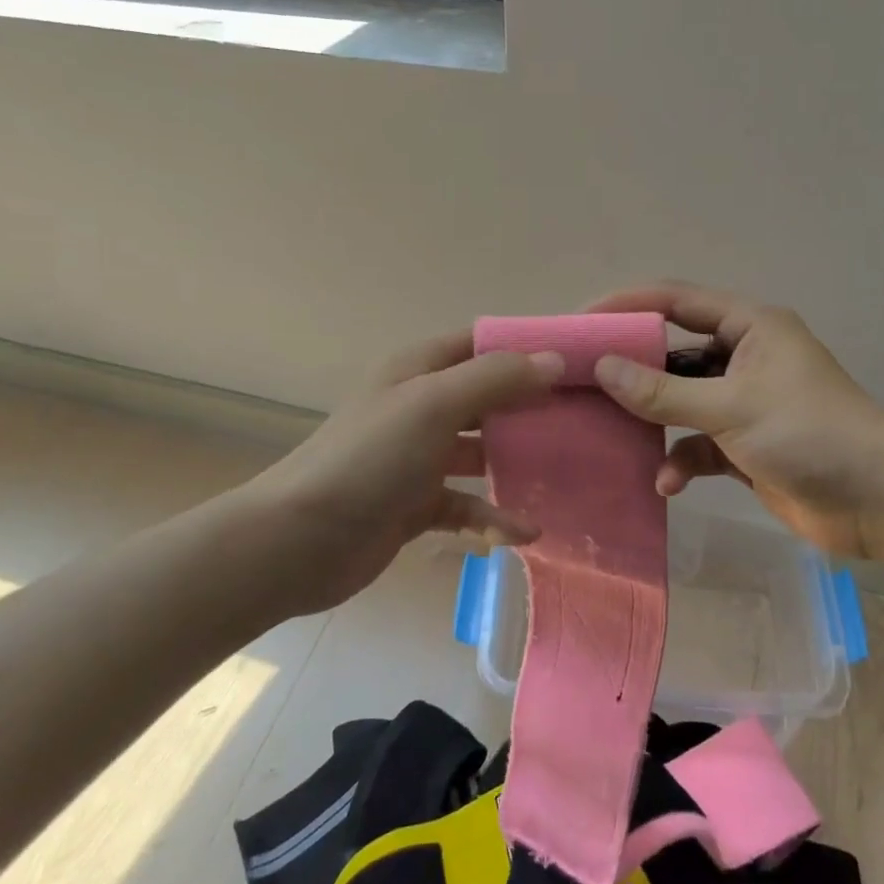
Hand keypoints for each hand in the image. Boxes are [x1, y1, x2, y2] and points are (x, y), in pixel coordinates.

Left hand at [235, 332, 564, 617]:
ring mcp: (418, 458)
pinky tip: (524, 531)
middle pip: (487, 398)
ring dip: (517, 464)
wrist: (300, 540)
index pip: (481, 344)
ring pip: (481, 453)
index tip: (577, 362)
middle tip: (584, 421)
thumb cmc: (370, 459)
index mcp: (419, 370)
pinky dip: (492, 515)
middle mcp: (420, 407)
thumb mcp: (433, 404)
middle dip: (530, 408)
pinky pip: (466, 504)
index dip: (525, 348)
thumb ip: (495, 379)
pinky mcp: (416, 505)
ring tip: (565, 475)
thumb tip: (552, 362)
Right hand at [587, 282, 883, 560]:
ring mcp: (743, 402)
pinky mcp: (743, 444)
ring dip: (653, 421)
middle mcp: (744, 357)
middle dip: (632, 371)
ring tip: (613, 435)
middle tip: (583, 382)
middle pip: (673, 353)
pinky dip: (680, 460)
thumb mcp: (731, 407)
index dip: (628, 305)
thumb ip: (663, 392)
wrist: (879, 502)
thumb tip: (602, 367)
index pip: (676, 301)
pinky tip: (667, 483)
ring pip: (681, 401)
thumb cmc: (809, 434)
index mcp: (750, 327)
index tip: (581, 322)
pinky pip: (696, 443)